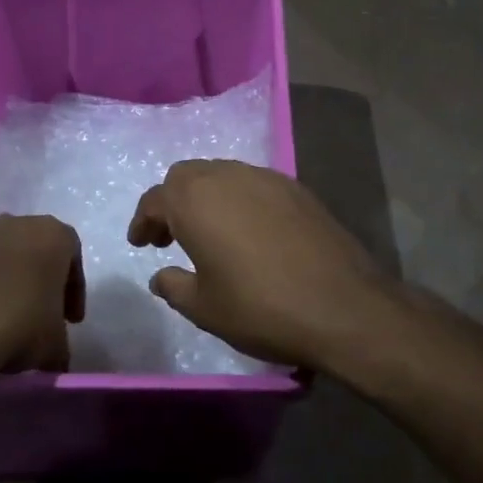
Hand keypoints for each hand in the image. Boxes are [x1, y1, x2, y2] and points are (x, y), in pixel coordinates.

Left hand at [0, 215, 83, 374]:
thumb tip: (55, 357)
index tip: (69, 320)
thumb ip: (60, 343)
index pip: (72, 254)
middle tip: (36, 316)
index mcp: (52, 235)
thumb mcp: (54, 345)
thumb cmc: (19, 326)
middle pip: (32, 249)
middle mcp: (14, 223)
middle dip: (36, 280)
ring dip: (0, 281)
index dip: (73, 289)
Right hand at [127, 160, 398, 370]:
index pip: (156, 199)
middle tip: (171, 237)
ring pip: (222, 174)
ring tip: (210, 233)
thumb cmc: (261, 308)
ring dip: (207, 197)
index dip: (144, 221)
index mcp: (195, 201)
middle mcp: (227, 177)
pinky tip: (249, 231)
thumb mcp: (204, 308)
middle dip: (173, 202)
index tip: (141, 243)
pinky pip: (254, 184)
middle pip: (187, 176)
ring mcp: (266, 178)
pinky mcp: (297, 188)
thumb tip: (160, 275)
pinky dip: (239, 199)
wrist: (342, 306)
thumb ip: (174, 287)